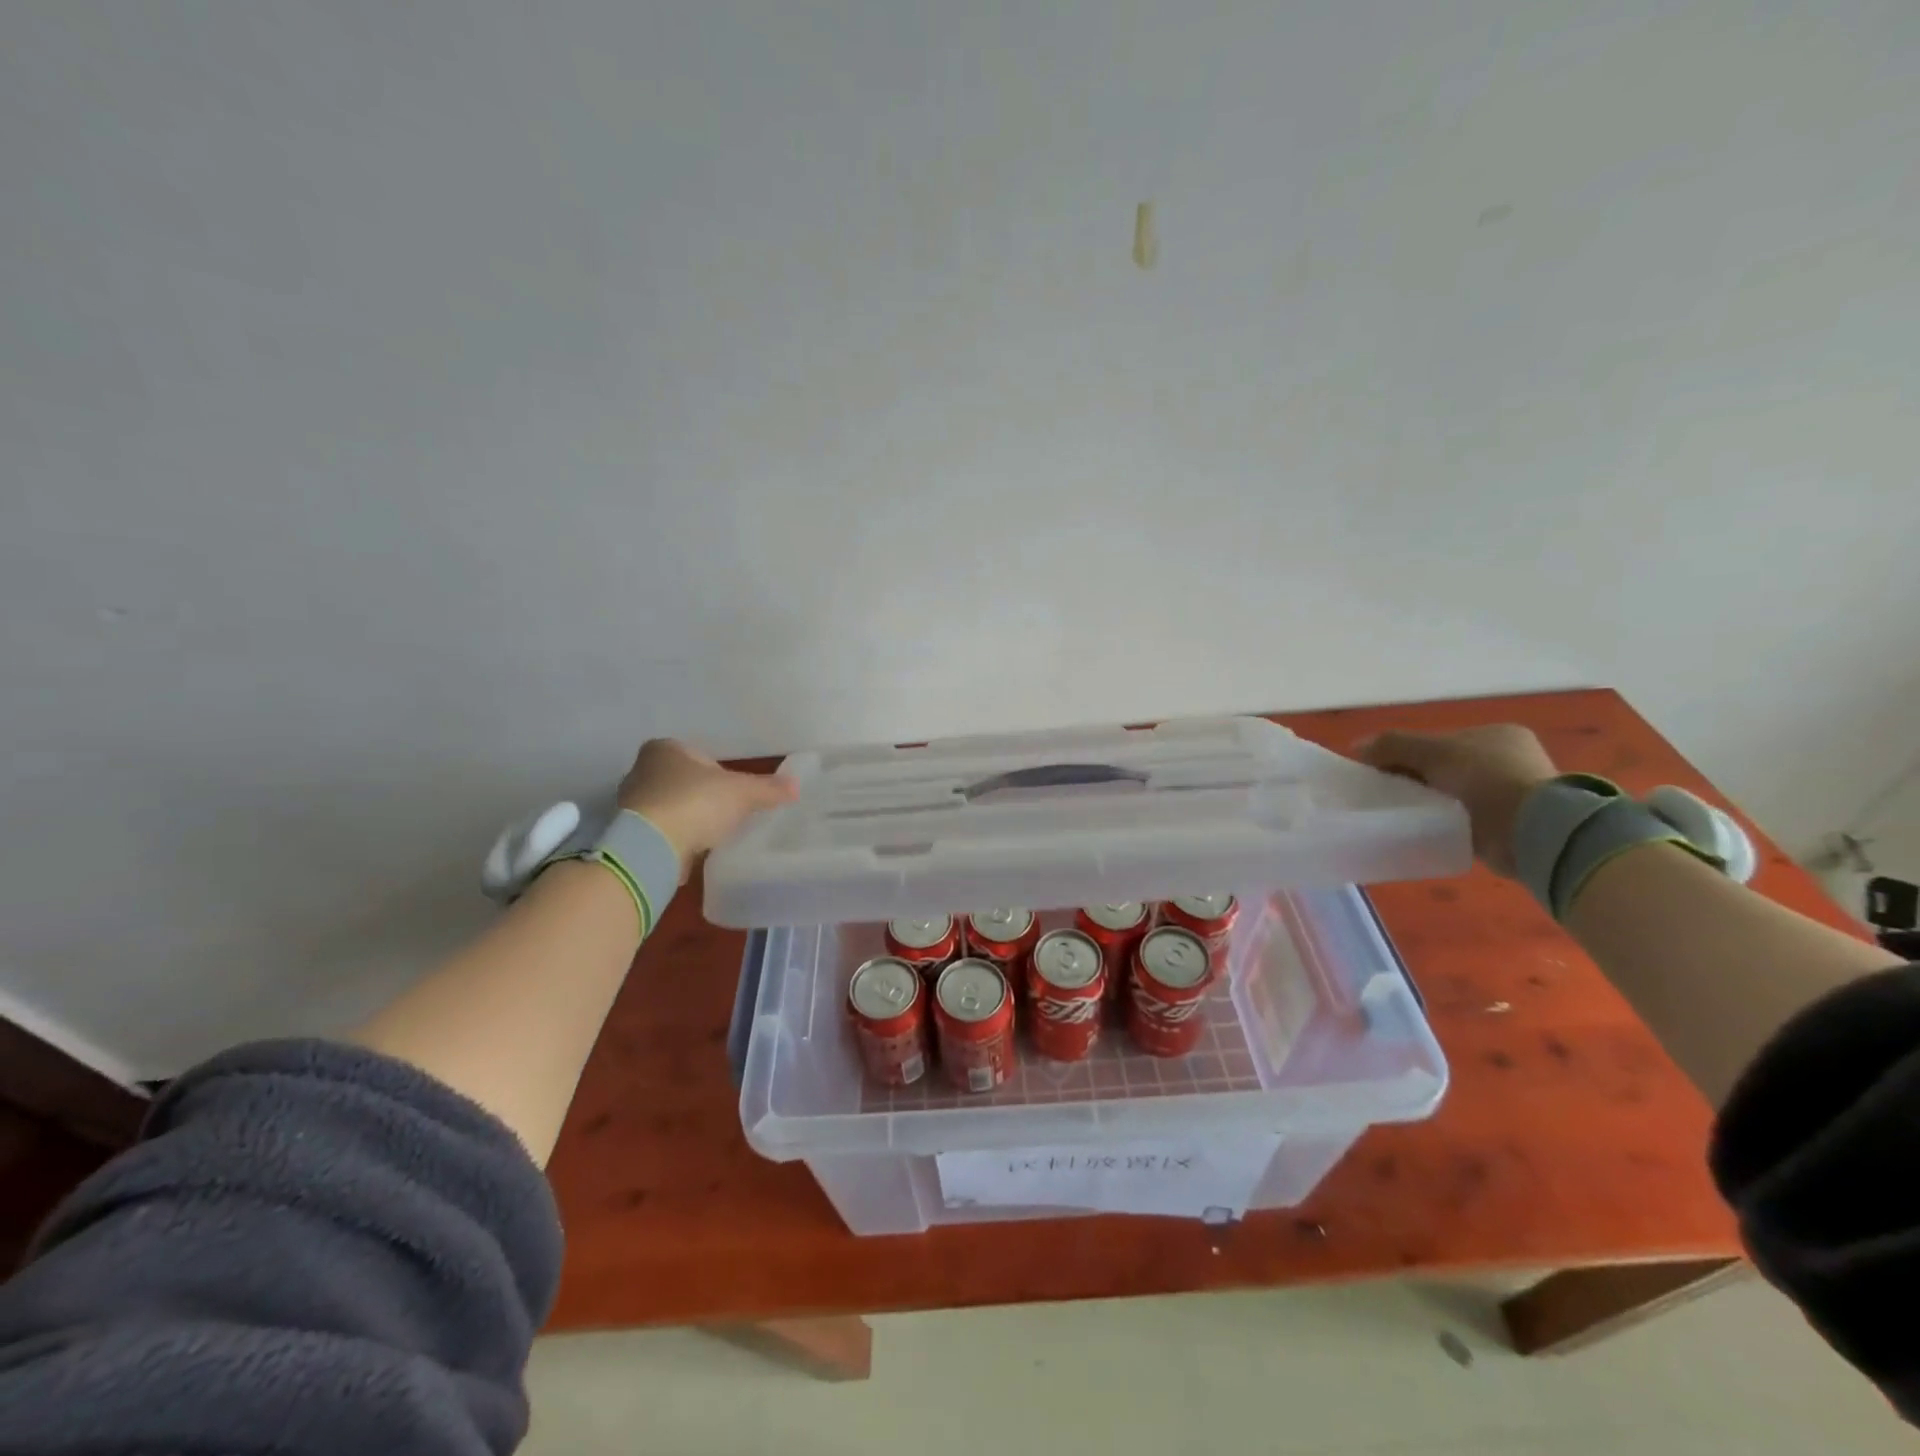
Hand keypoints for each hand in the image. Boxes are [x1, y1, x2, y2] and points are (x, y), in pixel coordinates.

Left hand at [617, 740, 797, 878]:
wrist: (650, 847)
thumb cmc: (696, 802)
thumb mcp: (742, 793)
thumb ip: (768, 788)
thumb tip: (795, 785)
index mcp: (664, 749)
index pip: (699, 756)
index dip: (720, 773)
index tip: (735, 792)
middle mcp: (641, 771)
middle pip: (682, 781)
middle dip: (703, 796)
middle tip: (727, 813)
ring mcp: (631, 805)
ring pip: (670, 807)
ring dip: (688, 819)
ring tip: (712, 835)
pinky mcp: (628, 835)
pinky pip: (660, 833)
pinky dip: (675, 840)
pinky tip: (692, 851)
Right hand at [1355, 725, 1558, 876]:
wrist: (1533, 830)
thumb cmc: (1486, 779)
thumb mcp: (1432, 752)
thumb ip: (1393, 745)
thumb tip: (1358, 747)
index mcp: (1496, 735)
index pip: (1440, 741)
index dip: (1407, 753)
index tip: (1381, 771)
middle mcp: (1509, 759)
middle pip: (1445, 767)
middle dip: (1417, 779)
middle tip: (1388, 794)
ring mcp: (1514, 793)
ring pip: (1454, 794)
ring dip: (1431, 803)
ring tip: (1403, 814)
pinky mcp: (1511, 825)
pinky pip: (1465, 820)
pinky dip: (1445, 823)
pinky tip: (1426, 829)